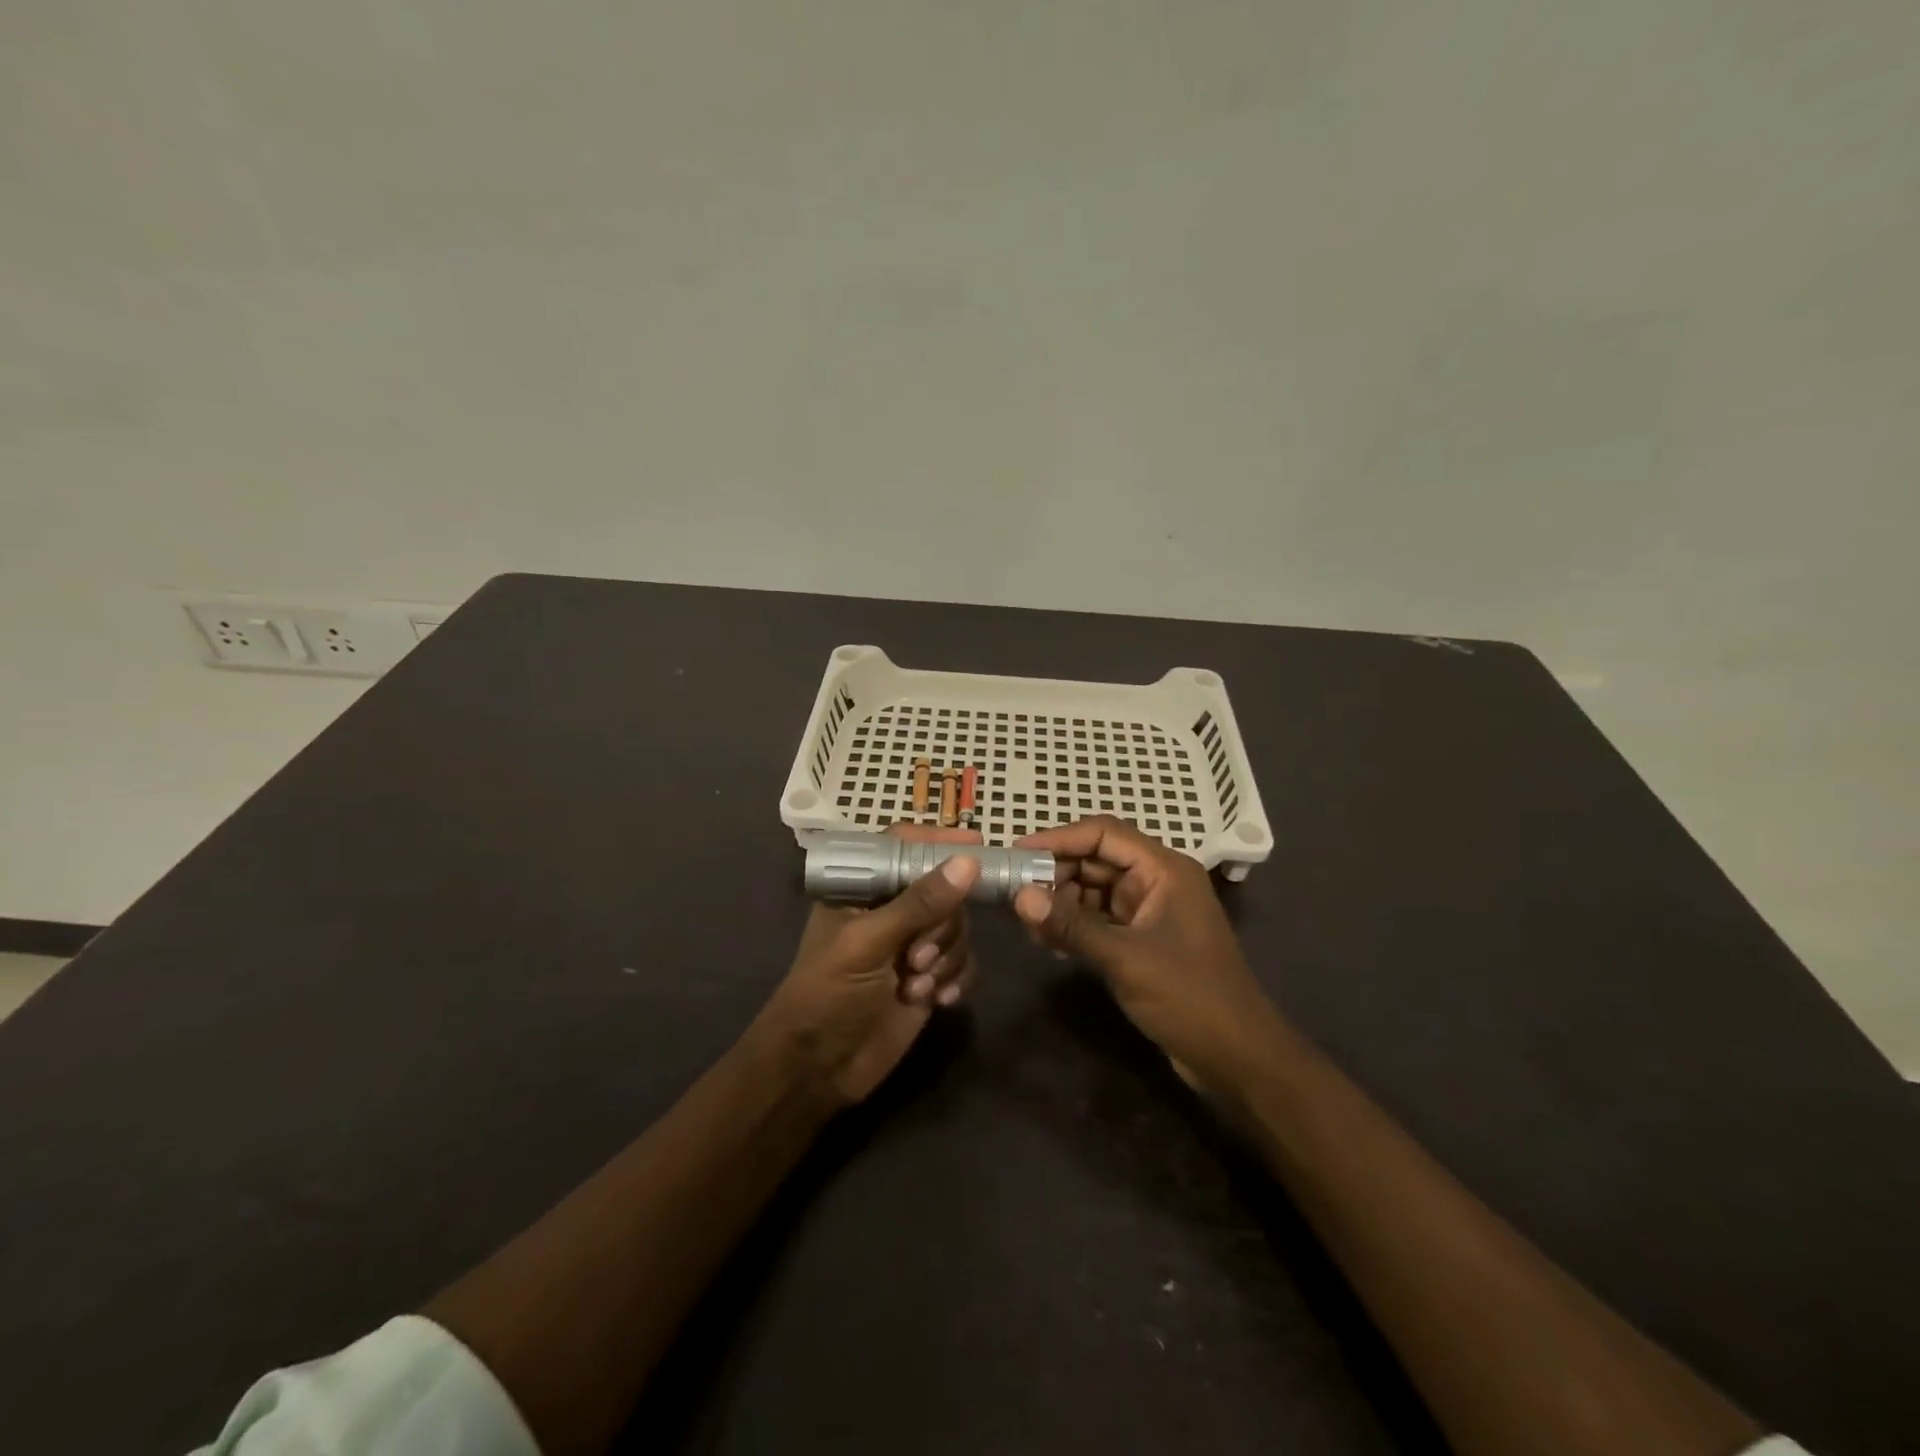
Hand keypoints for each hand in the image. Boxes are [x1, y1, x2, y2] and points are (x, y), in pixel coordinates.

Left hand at [754, 827, 982, 1106]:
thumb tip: (969, 862)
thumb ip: (919, 903)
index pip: (903, 848)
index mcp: (862, 890)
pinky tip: (939, 1000)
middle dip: (941, 926)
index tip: (977, 845)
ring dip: (947, 957)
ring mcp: (912, 945)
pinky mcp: (929, 978)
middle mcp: (890, 911)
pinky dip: (959, 978)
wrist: (819, 1070)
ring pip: (958, 928)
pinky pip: (965, 962)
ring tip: (918, 987)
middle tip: (917, 958)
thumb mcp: (868, 943)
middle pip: (943, 891)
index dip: (938, 844)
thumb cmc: (828, 995)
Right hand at [1012, 816, 1279, 1091]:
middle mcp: (1158, 880)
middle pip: (1096, 859)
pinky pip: (1101, 918)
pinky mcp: (1144, 938)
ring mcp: (1151, 910)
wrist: (1237, 1057)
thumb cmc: (1188, 996)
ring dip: (1062, 902)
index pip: (1103, 833)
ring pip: (1095, 889)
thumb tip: (1019, 896)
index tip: (1017, 852)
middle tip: (1015, 895)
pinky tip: (1050, 944)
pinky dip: (1075, 925)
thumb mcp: (1125, 958)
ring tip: (1029, 925)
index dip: (1058, 838)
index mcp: (1164, 869)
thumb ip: (1071, 925)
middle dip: (1055, 874)